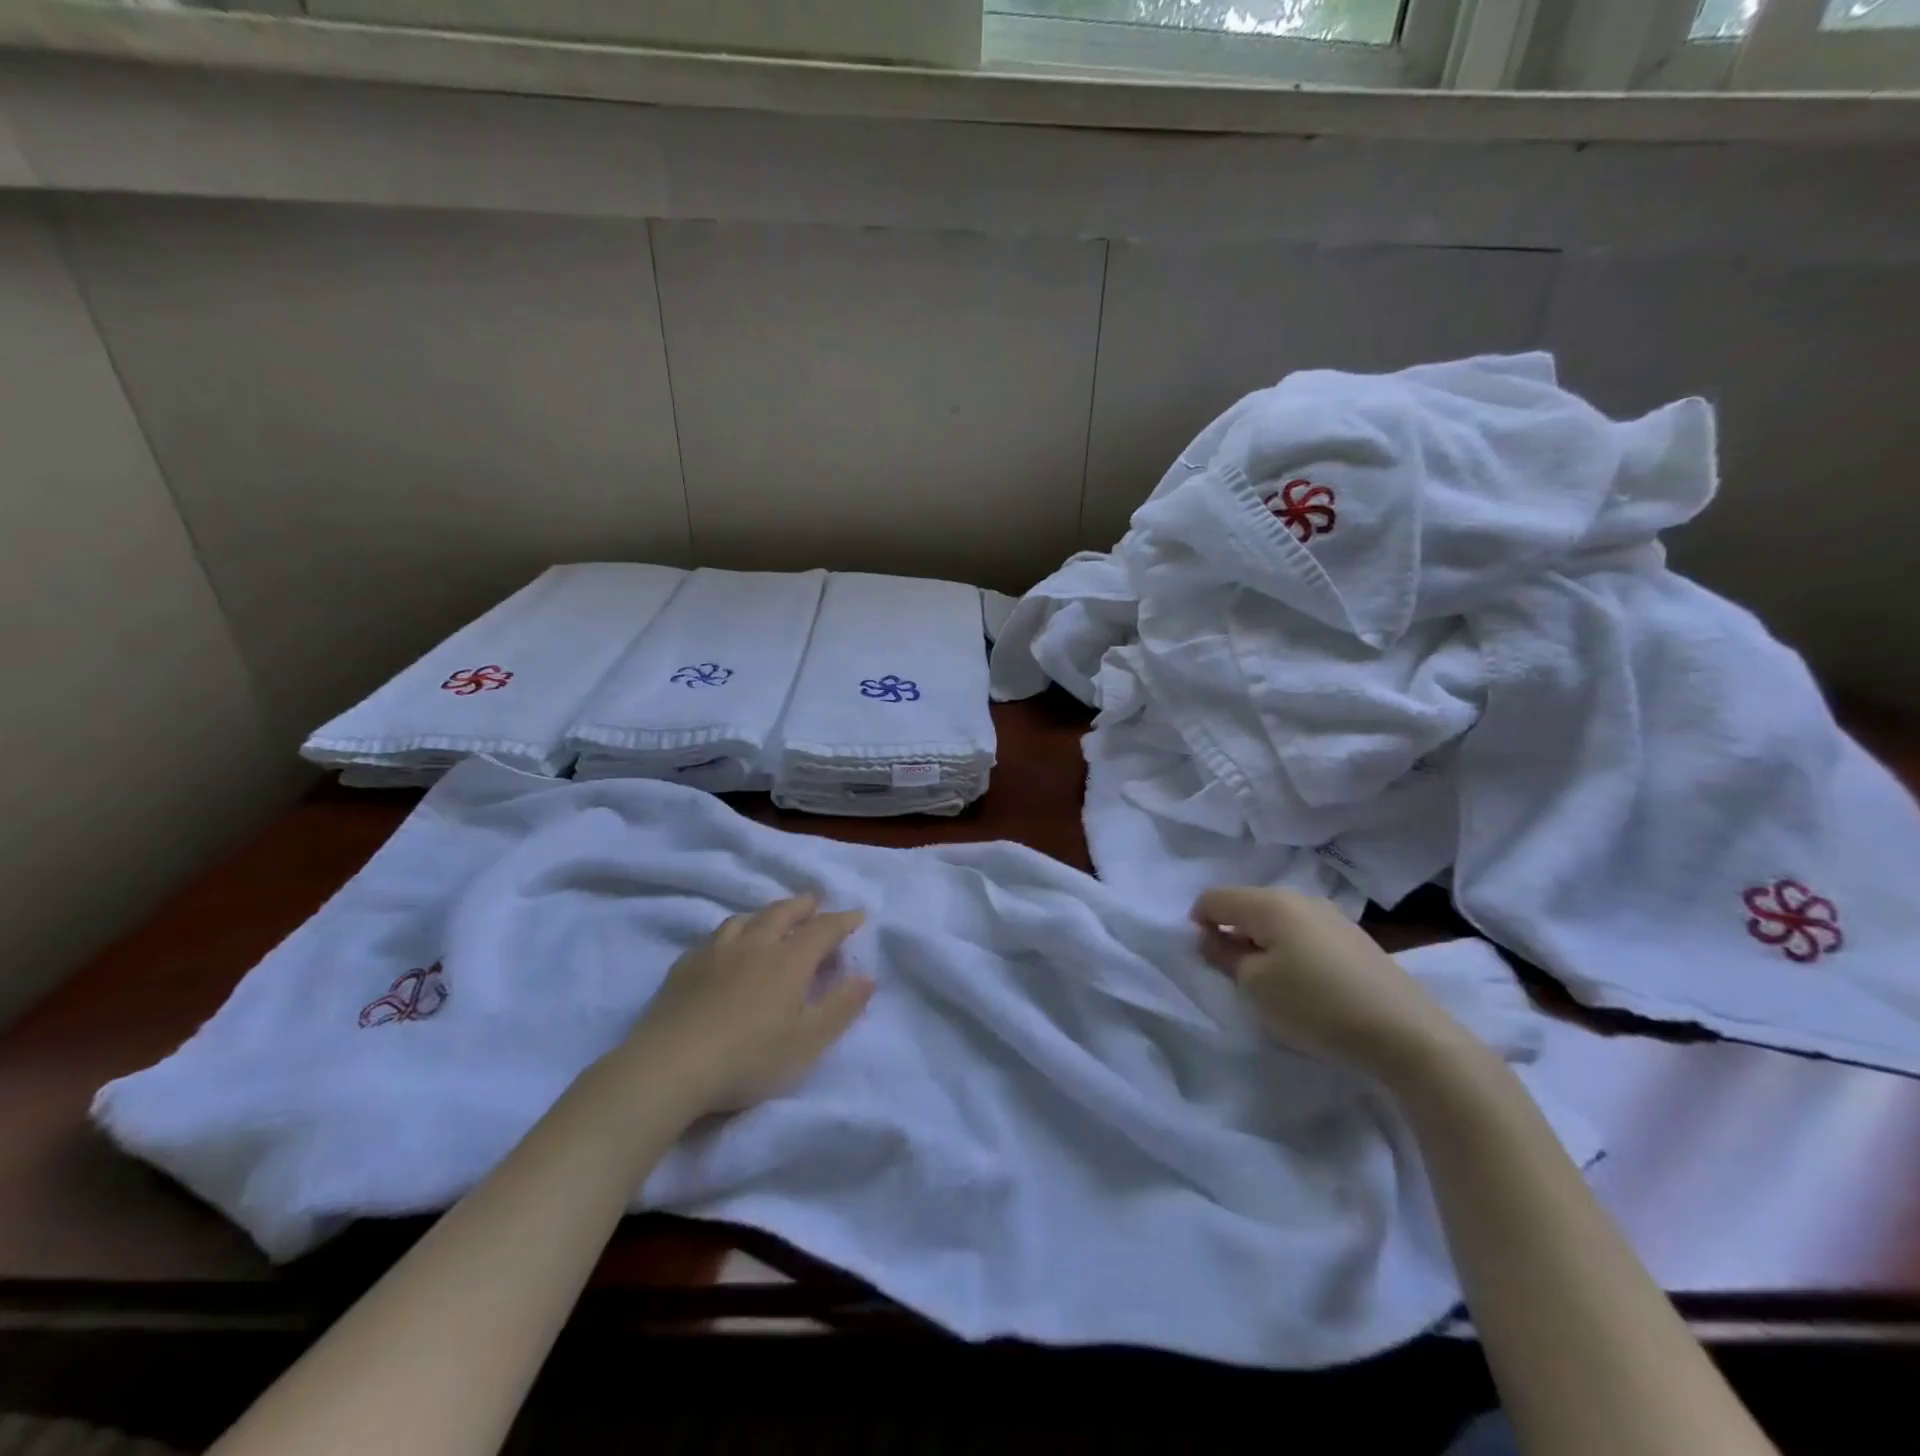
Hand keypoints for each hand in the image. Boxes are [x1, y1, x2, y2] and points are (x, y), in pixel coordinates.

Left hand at [617, 895, 873, 1115]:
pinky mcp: (684, 968)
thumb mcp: (808, 1042)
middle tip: (814, 902)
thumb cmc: (749, 1058)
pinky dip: (731, 934)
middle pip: (782, 913)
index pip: (822, 929)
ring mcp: (715, 953)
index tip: (858, 916)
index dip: (843, 921)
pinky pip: (713, 938)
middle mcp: (754, 945)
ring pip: (744, 920)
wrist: (669, 1068)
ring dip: (765, 914)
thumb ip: (841, 1008)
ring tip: (771, 920)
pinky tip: (725, 947)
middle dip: (803, 906)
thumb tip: (868, 976)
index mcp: (788, 960)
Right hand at [1191, 887, 1468, 1079]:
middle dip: (1232, 933)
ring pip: (1276, 920)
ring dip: (1262, 944)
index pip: (1214, 898)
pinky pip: (1303, 933)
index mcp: (1269, 902)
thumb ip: (1224, 956)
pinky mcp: (1353, 938)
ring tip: (1270, 984)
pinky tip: (1304, 984)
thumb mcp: (1254, 986)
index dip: (1198, 924)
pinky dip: (1290, 951)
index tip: (1206, 960)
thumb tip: (1212, 937)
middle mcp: (1298, 897)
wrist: (1406, 1033)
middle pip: (1246, 905)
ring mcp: (1330, 915)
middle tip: (1235, 976)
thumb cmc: (1316, 1005)